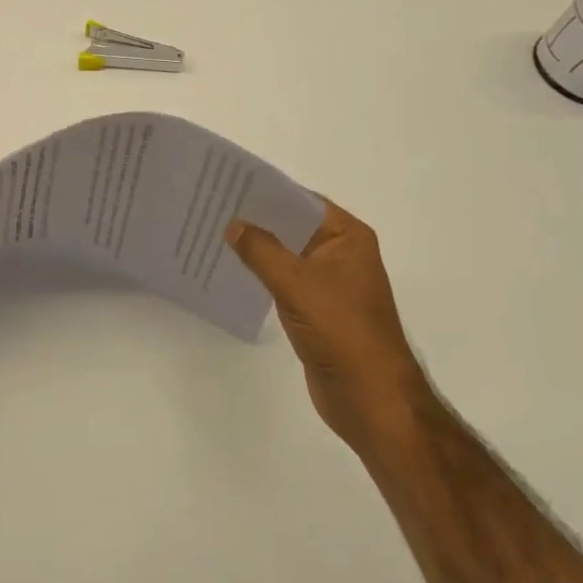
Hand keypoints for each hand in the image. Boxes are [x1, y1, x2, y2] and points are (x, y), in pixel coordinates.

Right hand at [226, 198, 431, 452]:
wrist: (371, 399)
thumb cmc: (341, 330)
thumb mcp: (295, 282)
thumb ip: (261, 249)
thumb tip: (233, 224)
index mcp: (348, 237)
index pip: (301, 200)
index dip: (265, 191)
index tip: (227, 183)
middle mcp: (341, 253)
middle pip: (292, 225)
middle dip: (256, 218)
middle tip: (211, 206)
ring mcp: (330, 282)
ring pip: (286, 253)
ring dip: (257, 247)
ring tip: (214, 233)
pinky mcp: (318, 309)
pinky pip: (284, 279)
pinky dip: (262, 273)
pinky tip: (232, 268)